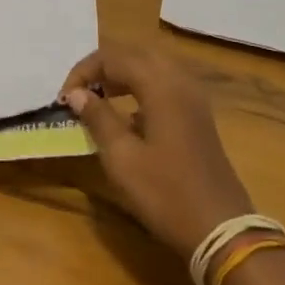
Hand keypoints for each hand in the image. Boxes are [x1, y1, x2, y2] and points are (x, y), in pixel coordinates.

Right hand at [60, 43, 254, 261]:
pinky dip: (141, 88)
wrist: (221, 230)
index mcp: (160, 85)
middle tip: (79, 92)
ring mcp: (193, 97)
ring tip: (97, 98)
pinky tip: (128, 116)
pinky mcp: (198, 115)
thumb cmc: (166, 194)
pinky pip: (165, 84)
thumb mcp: (122, 158)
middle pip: (134, 54)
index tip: (63, 99)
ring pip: (152, 66)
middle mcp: (179, 80)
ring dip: (122, 75)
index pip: (113, 57)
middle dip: (103, 67)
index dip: (83, 72)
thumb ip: (98, 118)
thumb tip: (77, 94)